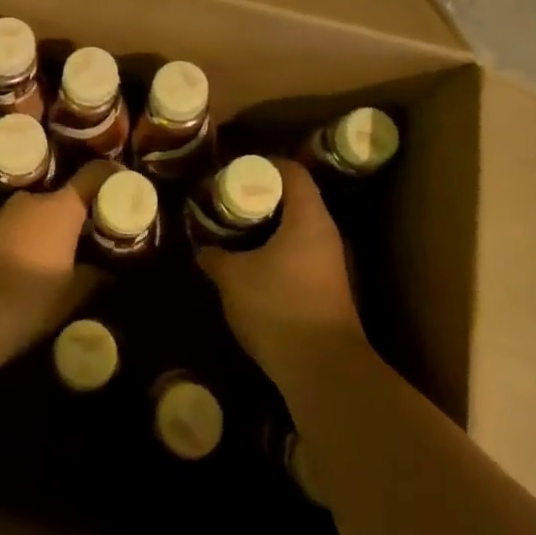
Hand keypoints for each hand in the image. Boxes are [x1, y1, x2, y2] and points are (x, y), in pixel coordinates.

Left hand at [0, 162, 112, 364]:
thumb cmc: (26, 300)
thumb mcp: (69, 296)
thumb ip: (92, 278)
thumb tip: (107, 273)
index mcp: (60, 209)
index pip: (94, 175)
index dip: (112, 178)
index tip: (125, 189)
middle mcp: (30, 202)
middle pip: (62, 199)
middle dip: (77, 216)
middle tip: (91, 239)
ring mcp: (0, 215)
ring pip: (35, 215)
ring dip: (48, 231)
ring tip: (59, 258)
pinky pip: (12, 230)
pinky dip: (24, 242)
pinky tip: (24, 270)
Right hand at [196, 160, 366, 393]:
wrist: (323, 370)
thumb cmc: (279, 307)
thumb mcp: (233, 277)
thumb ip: (215, 256)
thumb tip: (203, 249)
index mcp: (308, 217)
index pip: (292, 171)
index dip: (264, 164)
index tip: (235, 170)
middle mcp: (326, 233)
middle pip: (295, 198)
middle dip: (261, 197)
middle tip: (228, 201)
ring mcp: (332, 263)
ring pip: (297, 229)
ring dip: (268, 227)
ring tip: (235, 232)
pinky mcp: (328, 289)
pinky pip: (300, 254)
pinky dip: (276, 250)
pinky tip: (252, 264)